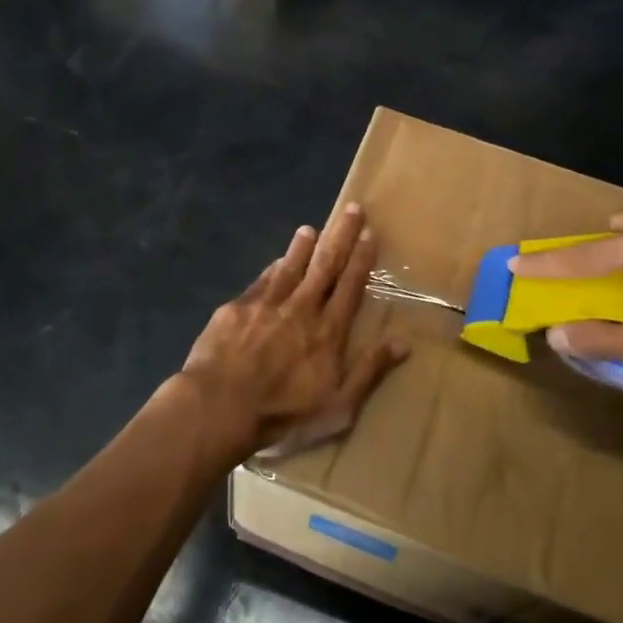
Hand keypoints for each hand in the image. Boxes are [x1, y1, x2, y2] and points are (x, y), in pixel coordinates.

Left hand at [180, 203, 407, 458]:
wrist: (219, 407)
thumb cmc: (283, 413)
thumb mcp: (339, 406)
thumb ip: (369, 371)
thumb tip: (403, 342)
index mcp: (328, 331)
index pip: (350, 286)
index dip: (361, 258)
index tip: (369, 233)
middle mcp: (301, 308)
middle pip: (325, 265)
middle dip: (340, 236)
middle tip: (352, 209)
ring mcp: (266, 305)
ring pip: (290, 266)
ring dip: (303, 246)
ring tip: (310, 228)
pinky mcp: (236, 308)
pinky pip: (261, 281)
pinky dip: (273, 268)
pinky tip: (276, 260)